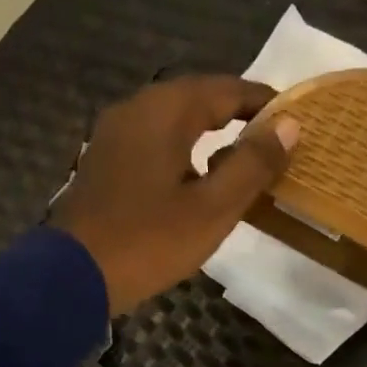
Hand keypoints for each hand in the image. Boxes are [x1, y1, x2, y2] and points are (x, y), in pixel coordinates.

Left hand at [55, 76, 298, 314]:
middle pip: (196, 100)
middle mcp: (135, 109)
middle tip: (271, 141)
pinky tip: (193, 183)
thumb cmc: (148, 242)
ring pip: (171, 124)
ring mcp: (112, 137)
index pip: (226, 89)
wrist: (72, 277)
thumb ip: (252, 165)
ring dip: (208, 137)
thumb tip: (289, 124)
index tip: (295, 116)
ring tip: (240, 164)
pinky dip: (180, 155)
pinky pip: (151, 145)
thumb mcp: (212, 209)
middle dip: (236, 116)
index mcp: (164, 110)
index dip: (264, 101)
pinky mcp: (102, 165)